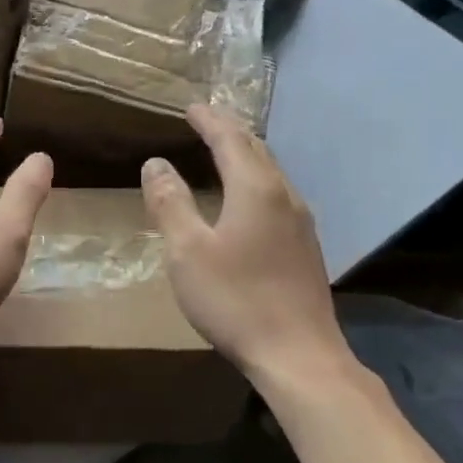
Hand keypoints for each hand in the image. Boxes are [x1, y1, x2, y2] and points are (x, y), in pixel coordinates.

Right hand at [141, 104, 339, 378]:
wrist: (298, 355)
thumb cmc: (235, 300)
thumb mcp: (186, 251)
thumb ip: (170, 203)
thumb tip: (156, 164)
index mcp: (255, 189)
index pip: (230, 139)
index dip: (209, 120)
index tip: (191, 107)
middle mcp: (284, 195)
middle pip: (257, 150)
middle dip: (230, 131)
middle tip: (207, 121)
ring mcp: (301, 222)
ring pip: (272, 172)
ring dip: (246, 155)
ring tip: (225, 151)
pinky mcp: (306, 247)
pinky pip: (278, 195)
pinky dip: (257, 180)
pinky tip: (248, 199)